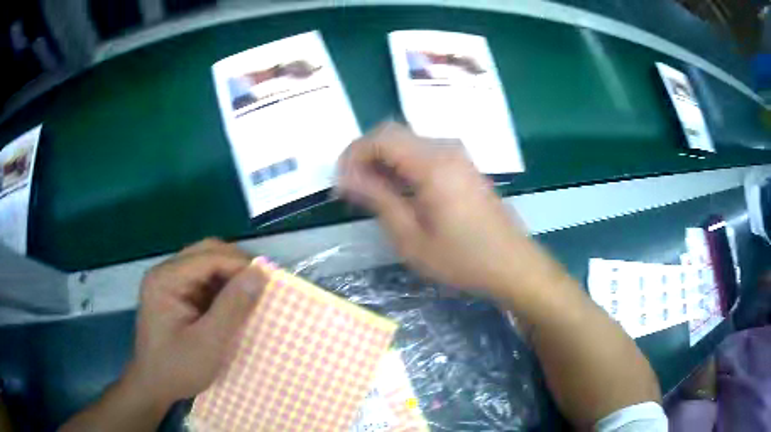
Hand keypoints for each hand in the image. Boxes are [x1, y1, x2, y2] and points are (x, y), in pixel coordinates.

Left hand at [127, 239, 266, 408]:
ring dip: (230, 276)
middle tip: (262, 286)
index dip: (240, 265)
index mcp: (165, 279)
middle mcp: (165, 272)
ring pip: (207, 263)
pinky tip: (233, 304)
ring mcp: (168, 281)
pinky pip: (203, 279)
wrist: (154, 386)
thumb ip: (233, 307)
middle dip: (236, 266)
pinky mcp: (175, 293)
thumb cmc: (178, 368)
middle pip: (206, 252)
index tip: (269, 282)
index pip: (209, 256)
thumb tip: (260, 273)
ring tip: (251, 295)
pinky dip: (222, 288)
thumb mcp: (209, 343)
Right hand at [336, 122, 544, 296]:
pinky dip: (403, 166)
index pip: (381, 137)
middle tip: (353, 190)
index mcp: (432, 164)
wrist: (512, 264)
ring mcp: (458, 156)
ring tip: (372, 194)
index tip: (341, 183)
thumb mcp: (411, 237)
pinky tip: (399, 192)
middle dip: (365, 156)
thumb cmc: (462, 258)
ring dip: (384, 161)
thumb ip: (378, 199)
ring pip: (408, 142)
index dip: (353, 154)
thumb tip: (347, 178)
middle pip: (393, 134)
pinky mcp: (464, 166)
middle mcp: (446, 149)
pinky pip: (424, 153)